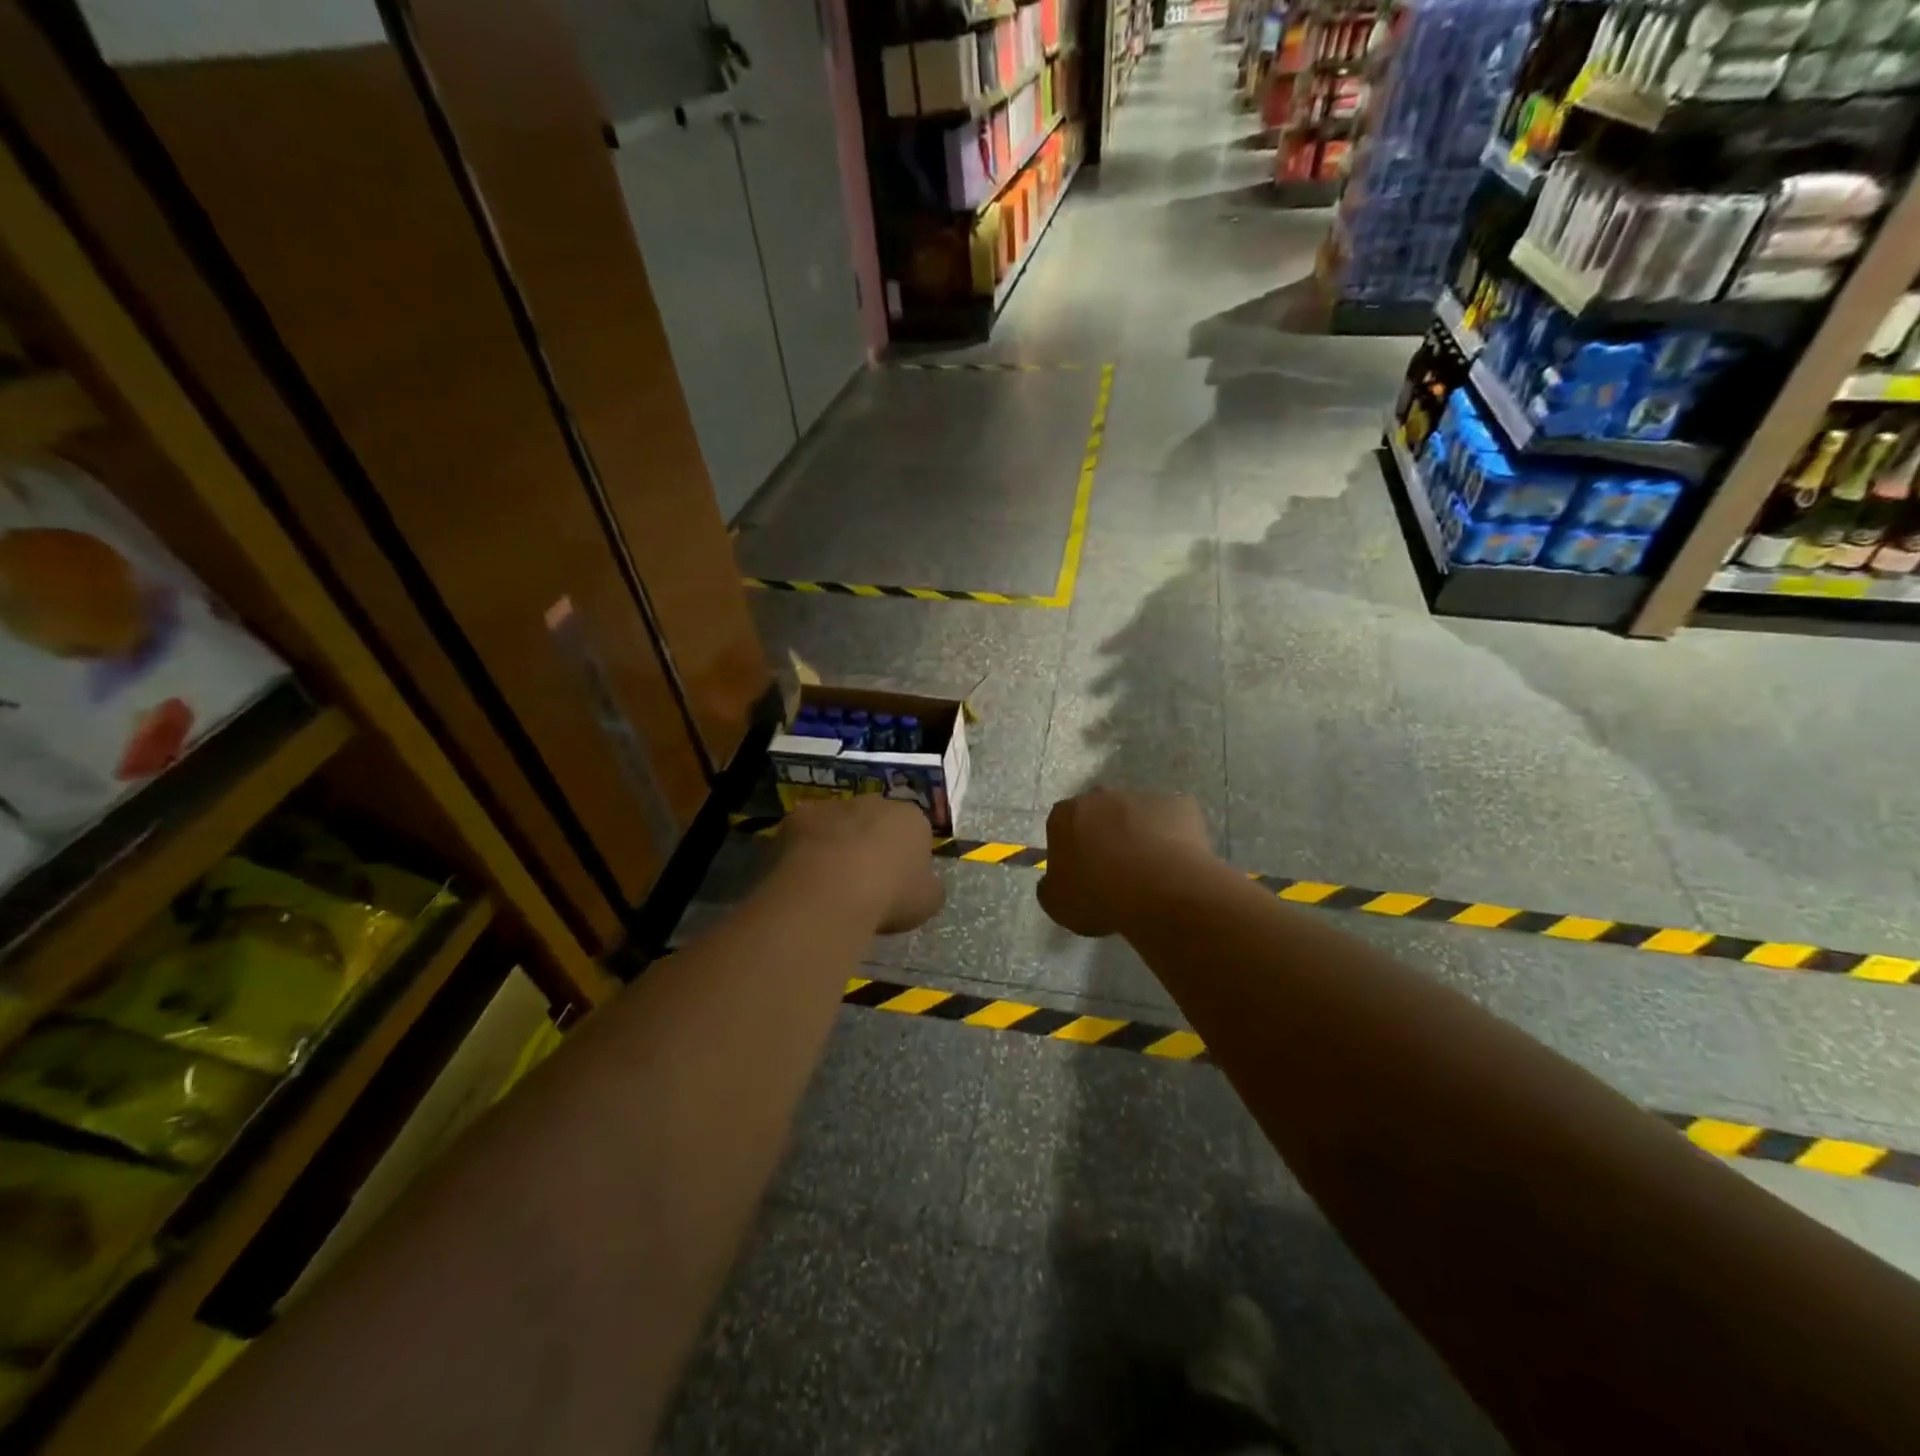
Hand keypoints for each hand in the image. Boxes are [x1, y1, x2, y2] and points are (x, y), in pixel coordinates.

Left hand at [781, 796, 944, 935]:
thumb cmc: (890, 896)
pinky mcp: (797, 816)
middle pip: (875, 821)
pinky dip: (803, 850)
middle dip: (870, 843)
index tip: (899, 883)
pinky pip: (804, 833)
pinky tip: (801, 878)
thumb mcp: (928, 901)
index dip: (907, 857)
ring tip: (827, 882)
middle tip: (863, 880)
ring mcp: (833, 805)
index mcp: (911, 818)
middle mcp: (874, 802)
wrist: (831, 893)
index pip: (915, 831)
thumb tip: (923, 883)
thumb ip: (928, 885)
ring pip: (838, 824)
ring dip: (835, 844)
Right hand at [1038, 787, 1215, 937]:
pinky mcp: (1179, 805)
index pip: (1062, 826)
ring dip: (1139, 835)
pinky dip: (1173, 838)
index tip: (1082, 873)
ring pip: (1137, 815)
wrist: (1161, 891)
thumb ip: (1050, 886)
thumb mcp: (1057, 904)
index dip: (1072, 849)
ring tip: (1150, 871)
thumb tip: (1053, 880)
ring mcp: (1142, 796)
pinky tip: (1176, 864)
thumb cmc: (1100, 897)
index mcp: (1066, 815)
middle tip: (1115, 870)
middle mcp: (1101, 796)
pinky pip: (1173, 821)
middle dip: (1105, 835)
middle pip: (1100, 814)